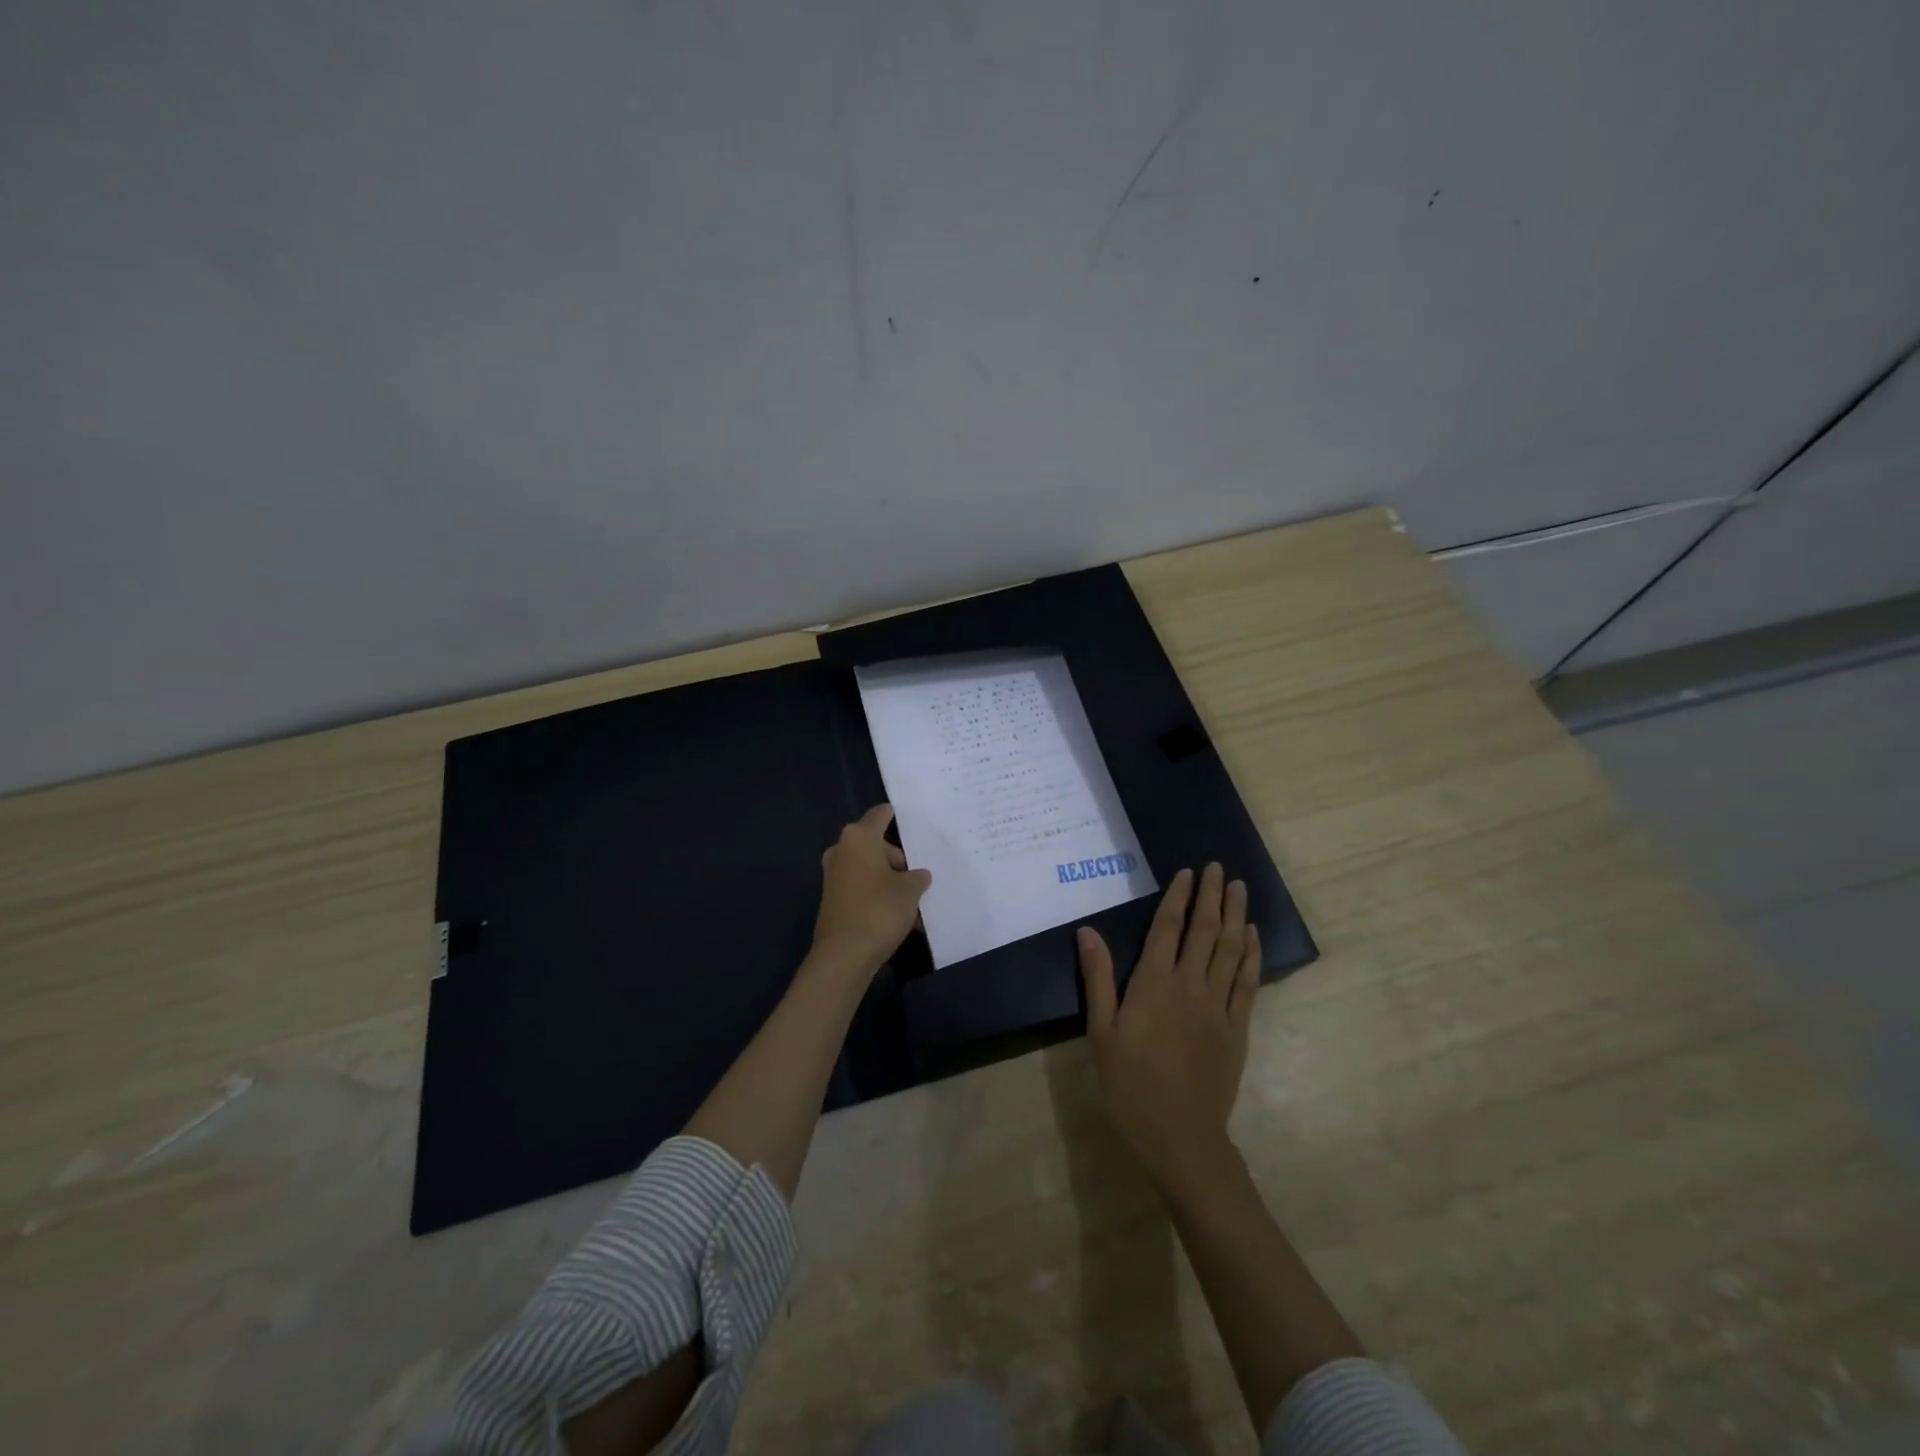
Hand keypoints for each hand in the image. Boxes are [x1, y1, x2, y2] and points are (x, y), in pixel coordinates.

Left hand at [810, 804, 932, 978]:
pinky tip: (895, 912)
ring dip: (887, 877)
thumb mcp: (910, 891)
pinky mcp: (832, 898)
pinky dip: (876, 892)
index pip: (880, 814)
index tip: (915, 823)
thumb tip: (917, 875)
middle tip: (919, 874)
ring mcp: (834, 875)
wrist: (844, 955)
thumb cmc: (879, 910)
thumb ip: (917, 877)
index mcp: (859, 837)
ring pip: (868, 866)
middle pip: (875, 843)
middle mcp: (842, 850)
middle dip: (897, 857)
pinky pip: (860, 886)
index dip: (897, 816)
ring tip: (912, 897)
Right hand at [1077, 864, 1259, 1193]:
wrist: (1180, 1137)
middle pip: (1204, 931)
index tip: (1187, 872)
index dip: (1178, 897)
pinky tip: (1251, 936)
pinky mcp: (1238, 1028)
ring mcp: (1218, 1006)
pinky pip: (1246, 982)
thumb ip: (1098, 979)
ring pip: (1230, 949)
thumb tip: (1088, 932)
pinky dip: (1251, 954)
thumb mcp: (1101, 1033)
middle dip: (1211, 896)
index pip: (1168, 928)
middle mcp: (1190, 985)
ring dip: (1234, 915)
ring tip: (1238, 887)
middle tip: (1217, 868)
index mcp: (1154, 984)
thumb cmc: (1130, 1085)